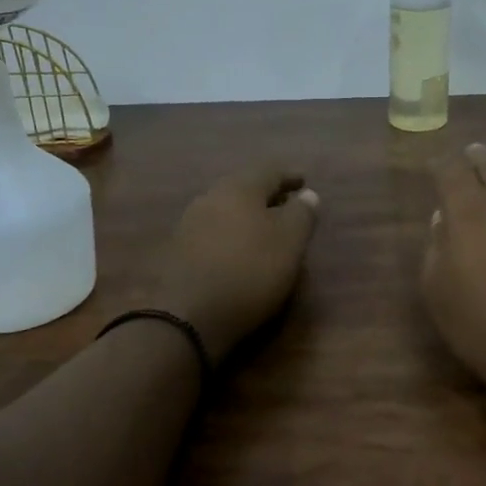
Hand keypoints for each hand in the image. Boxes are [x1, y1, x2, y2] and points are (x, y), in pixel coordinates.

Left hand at [152, 165, 320, 357]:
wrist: (187, 316)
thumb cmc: (249, 271)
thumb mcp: (289, 242)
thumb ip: (302, 214)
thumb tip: (307, 195)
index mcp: (240, 187)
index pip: (270, 170)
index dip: (289, 175)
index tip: (304, 181)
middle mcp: (211, 197)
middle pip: (243, 187)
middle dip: (266, 194)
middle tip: (285, 204)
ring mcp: (190, 223)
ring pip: (226, 209)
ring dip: (246, 215)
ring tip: (264, 230)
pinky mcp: (178, 251)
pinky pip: (212, 231)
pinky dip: (231, 234)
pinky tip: (238, 251)